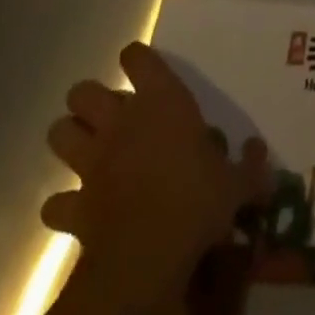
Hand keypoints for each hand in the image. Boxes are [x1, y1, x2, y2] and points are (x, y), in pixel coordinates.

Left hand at [41, 42, 269, 309]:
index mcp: (160, 102)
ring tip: (86, 151)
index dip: (137, 60)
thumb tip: (260, 155)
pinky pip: (54, 203)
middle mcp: (120, 122)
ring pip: (58, 134)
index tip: (143, 68)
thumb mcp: (236, 182)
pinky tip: (76, 210)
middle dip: (89, 100)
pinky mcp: (74, 206)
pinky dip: (62, 205)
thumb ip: (249, 166)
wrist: (148, 255)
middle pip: (83, 91)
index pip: (137, 58)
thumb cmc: (197, 200)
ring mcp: (91, 163)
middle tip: (109, 115)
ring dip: (69, 140)